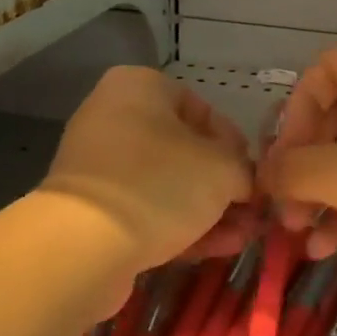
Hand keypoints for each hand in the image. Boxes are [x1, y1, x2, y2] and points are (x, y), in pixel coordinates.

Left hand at [42, 67, 256, 271]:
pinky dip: (178, 225)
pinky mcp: (91, 208)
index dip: (234, 145)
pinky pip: (144, 209)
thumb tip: (244, 181)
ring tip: (241, 239)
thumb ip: (242, 168)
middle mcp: (114, 115)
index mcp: (139, 85)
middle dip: (221, 185)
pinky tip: (215, 250)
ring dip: (206, 211)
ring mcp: (99, 163)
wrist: (83, 246)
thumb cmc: (160, 182)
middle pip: (183, 149)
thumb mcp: (222, 169)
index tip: (253, 177)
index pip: (201, 109)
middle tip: (250, 213)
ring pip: (166, 184)